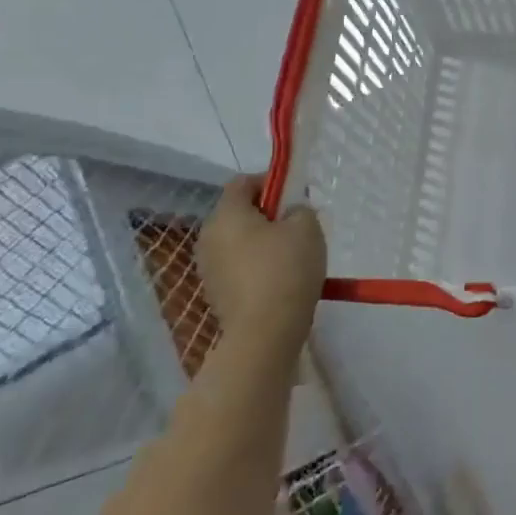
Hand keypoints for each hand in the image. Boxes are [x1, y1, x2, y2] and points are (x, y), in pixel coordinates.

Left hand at [193, 176, 325, 350]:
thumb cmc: (286, 269)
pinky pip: (236, 266)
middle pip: (237, 212)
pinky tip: (279, 278)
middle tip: (296, 224)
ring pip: (237, 240)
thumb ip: (299, 209)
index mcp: (226, 214)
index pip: (242, 182)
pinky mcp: (214, 292)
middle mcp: (208, 236)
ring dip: (260, 240)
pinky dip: (255, 265)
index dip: (270, 181)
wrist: (264, 332)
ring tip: (291, 253)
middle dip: (266, 213)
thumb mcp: (307, 227)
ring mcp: (208, 267)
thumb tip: (290, 214)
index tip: (294, 195)